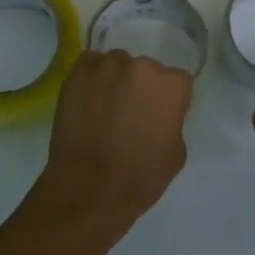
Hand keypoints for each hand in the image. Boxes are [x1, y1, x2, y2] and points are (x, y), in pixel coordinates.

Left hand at [34, 49, 191, 228]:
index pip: (176, 81)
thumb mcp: (176, 152)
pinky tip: (87, 99)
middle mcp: (141, 66)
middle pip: (146, 69)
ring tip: (105, 106)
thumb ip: (172, 120)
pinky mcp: (78, 73)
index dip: (168, 99)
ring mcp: (107, 66)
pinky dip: (91, 78)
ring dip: (115, 79)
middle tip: (130, 111)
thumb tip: (160, 112)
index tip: (159, 114)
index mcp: (171, 85)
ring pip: (117, 64)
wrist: (89, 190)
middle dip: (141, 86)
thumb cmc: (140, 177)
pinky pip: (90, 65)